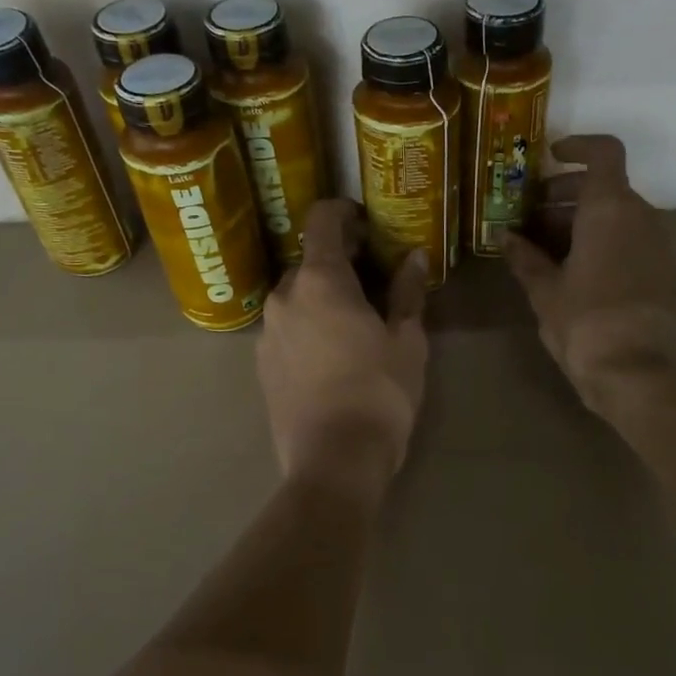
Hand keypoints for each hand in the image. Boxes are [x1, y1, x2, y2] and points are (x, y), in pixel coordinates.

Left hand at [258, 198, 428, 498]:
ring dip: (322, 298)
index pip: (322, 220)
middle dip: (339, 263)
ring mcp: (266, 333)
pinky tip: (331, 356)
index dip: (345, 213)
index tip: (367, 224)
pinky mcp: (261, 366)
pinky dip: (307, 327)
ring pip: (295, 298)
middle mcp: (283, 297)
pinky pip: (286, 330)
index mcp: (320, 280)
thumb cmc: (380, 393)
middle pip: (308, 262)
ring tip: (354, 323)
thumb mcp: (407, 341)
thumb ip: (408, 293)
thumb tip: (414, 257)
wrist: (334, 462)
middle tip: (373, 281)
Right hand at [506, 134, 675, 418]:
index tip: (551, 157)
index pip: (604, 152)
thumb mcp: (544, 289)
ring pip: (619, 214)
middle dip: (568, 194)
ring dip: (584, 220)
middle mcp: (641, 215)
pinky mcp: (664, 271)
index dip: (579, 146)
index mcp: (610, 208)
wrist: (634, 370)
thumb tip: (505, 237)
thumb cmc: (583, 321)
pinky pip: (631, 239)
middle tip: (533, 215)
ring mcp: (658, 243)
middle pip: (607, 186)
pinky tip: (576, 270)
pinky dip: (604, 241)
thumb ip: (524, 257)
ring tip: (548, 247)